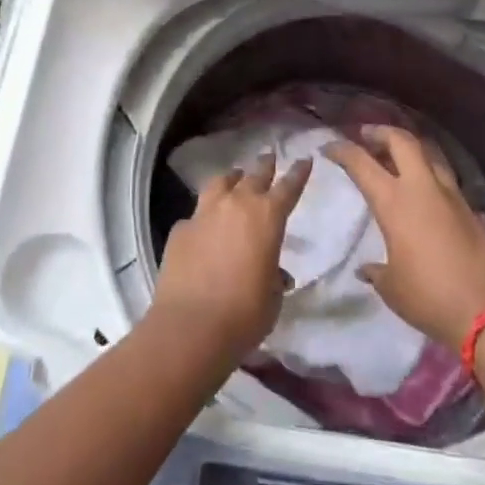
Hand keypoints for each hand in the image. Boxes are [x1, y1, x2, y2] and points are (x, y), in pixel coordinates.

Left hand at [151, 153, 310, 360]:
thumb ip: (273, 277)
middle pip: (254, 175)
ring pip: (221, 183)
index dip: (298, 173)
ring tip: (235, 178)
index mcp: (267, 218)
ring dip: (232, 179)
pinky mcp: (180, 229)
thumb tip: (272, 273)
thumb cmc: (244, 315)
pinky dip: (204, 216)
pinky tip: (204, 228)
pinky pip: (196, 214)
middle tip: (269, 157)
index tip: (304, 159)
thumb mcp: (272, 298)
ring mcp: (204, 213)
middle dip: (265, 166)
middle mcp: (236, 205)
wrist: (191, 326)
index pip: (288, 187)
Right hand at [325, 126, 484, 352]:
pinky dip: (430, 172)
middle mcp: (423, 188)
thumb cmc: (431, 298)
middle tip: (366, 136)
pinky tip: (424, 189)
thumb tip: (367, 269)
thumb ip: (377, 272)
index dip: (342, 150)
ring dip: (409, 147)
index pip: (362, 163)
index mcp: (395, 202)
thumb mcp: (393, 288)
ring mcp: (451, 195)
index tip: (328, 147)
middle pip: (402, 140)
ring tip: (396, 155)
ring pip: (429, 153)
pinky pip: (446, 177)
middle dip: (381, 132)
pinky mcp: (472, 209)